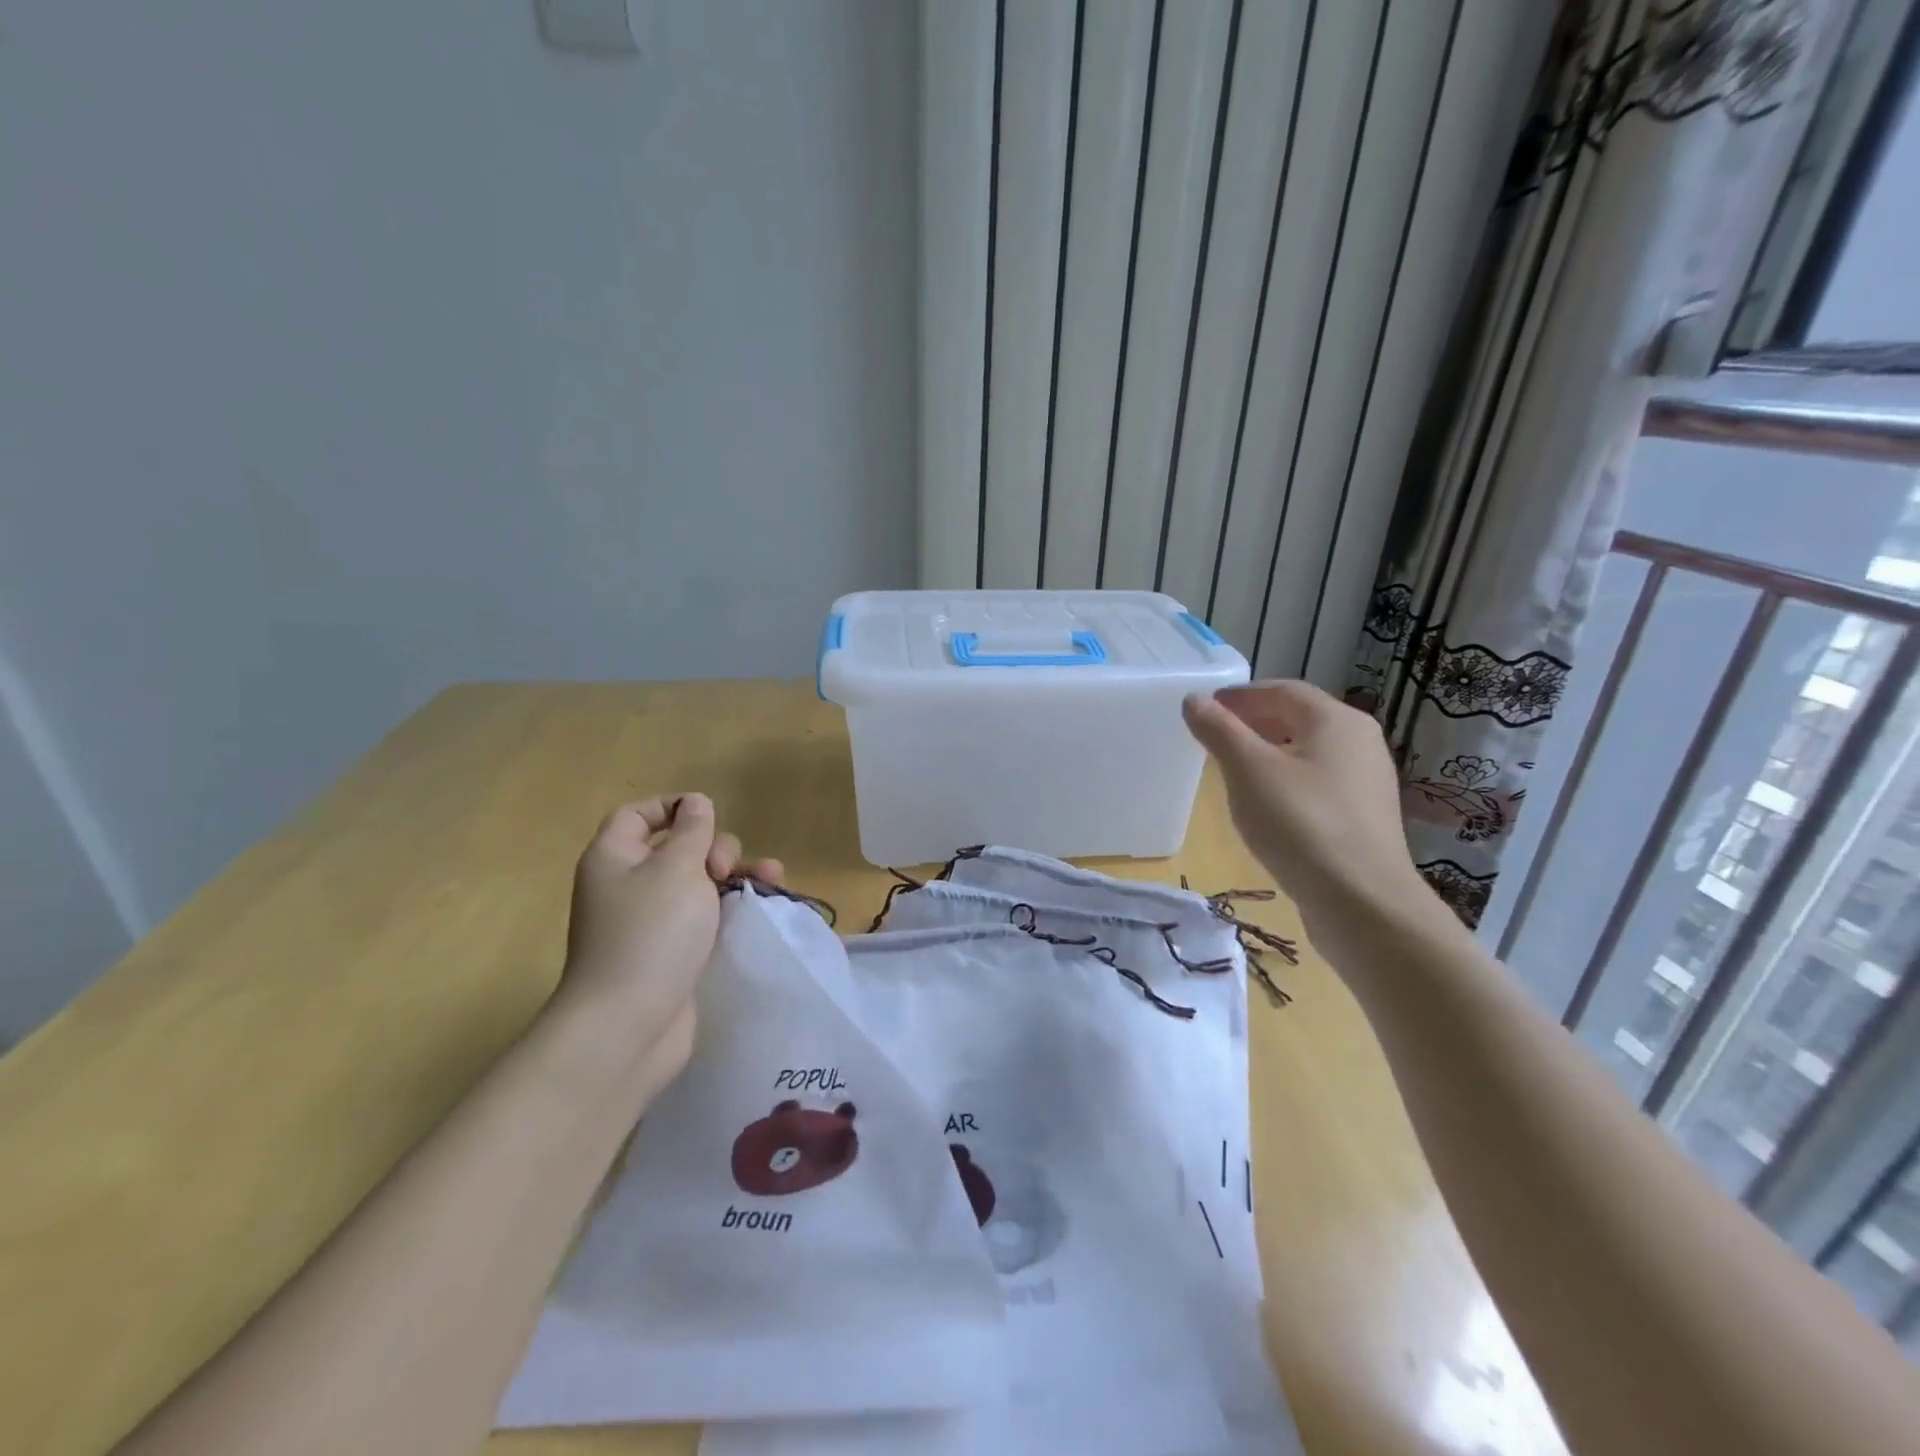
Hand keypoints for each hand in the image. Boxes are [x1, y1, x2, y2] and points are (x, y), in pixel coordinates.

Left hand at [557, 794, 782, 1097]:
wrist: (629, 1026)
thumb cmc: (650, 934)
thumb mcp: (677, 868)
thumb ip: (692, 831)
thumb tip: (696, 803)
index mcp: (614, 858)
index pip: (637, 815)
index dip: (672, 807)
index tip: (709, 814)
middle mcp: (628, 886)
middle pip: (676, 847)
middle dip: (713, 847)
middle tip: (724, 869)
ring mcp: (651, 922)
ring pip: (698, 882)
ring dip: (735, 874)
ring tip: (772, 878)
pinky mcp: (674, 952)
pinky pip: (705, 916)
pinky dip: (732, 906)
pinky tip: (765, 904)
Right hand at [1183, 682, 1453, 969]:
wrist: (1363, 904)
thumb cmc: (1301, 825)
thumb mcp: (1248, 771)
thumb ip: (1219, 730)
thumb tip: (1194, 700)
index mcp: (1336, 721)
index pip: (1281, 690)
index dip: (1239, 695)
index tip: (1203, 708)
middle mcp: (1359, 743)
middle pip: (1298, 718)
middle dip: (1252, 722)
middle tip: (1212, 736)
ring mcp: (1366, 782)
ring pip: (1307, 752)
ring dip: (1267, 752)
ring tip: (1231, 770)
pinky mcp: (1363, 818)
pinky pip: (1316, 784)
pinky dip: (1285, 781)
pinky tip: (1264, 806)